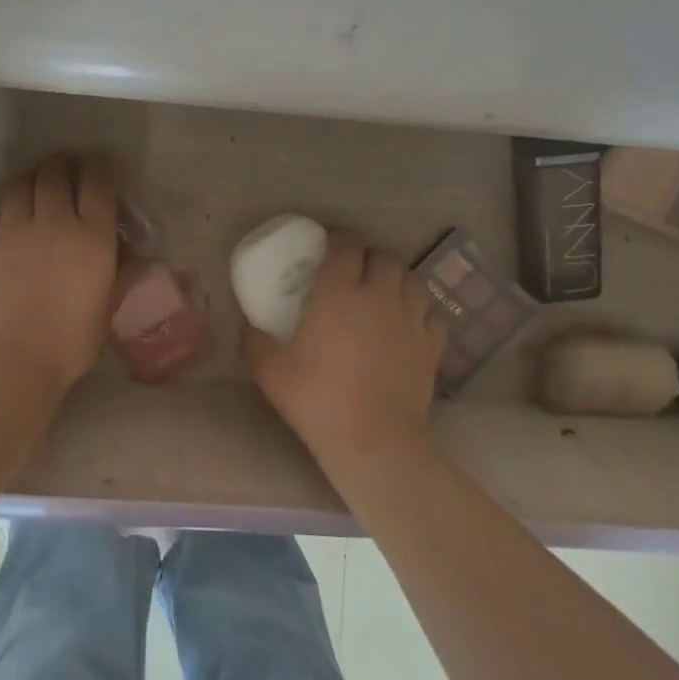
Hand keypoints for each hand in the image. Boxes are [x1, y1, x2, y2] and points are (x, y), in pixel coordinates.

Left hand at [0, 154, 118, 399]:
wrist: (12, 359)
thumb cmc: (70, 342)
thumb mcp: (107, 308)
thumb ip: (120, 276)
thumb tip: (135, 259)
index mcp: (91, 237)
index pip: (97, 182)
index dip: (101, 167)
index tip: (102, 166)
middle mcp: (53, 222)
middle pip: (55, 172)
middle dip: (64, 164)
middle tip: (68, 169)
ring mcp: (13, 229)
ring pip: (19, 184)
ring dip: (31, 179)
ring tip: (35, 187)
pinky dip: (3, 210)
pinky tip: (7, 221)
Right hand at [245, 230, 444, 474]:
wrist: (374, 440)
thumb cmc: (317, 398)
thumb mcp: (269, 370)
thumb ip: (253, 341)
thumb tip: (246, 327)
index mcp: (339, 292)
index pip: (346, 246)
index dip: (338, 239)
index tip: (328, 246)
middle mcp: (379, 295)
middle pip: (384, 256)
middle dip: (369, 257)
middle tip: (355, 271)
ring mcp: (411, 319)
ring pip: (412, 280)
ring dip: (397, 279)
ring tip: (383, 292)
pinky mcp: (432, 345)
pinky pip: (431, 313)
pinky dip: (420, 311)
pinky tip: (408, 323)